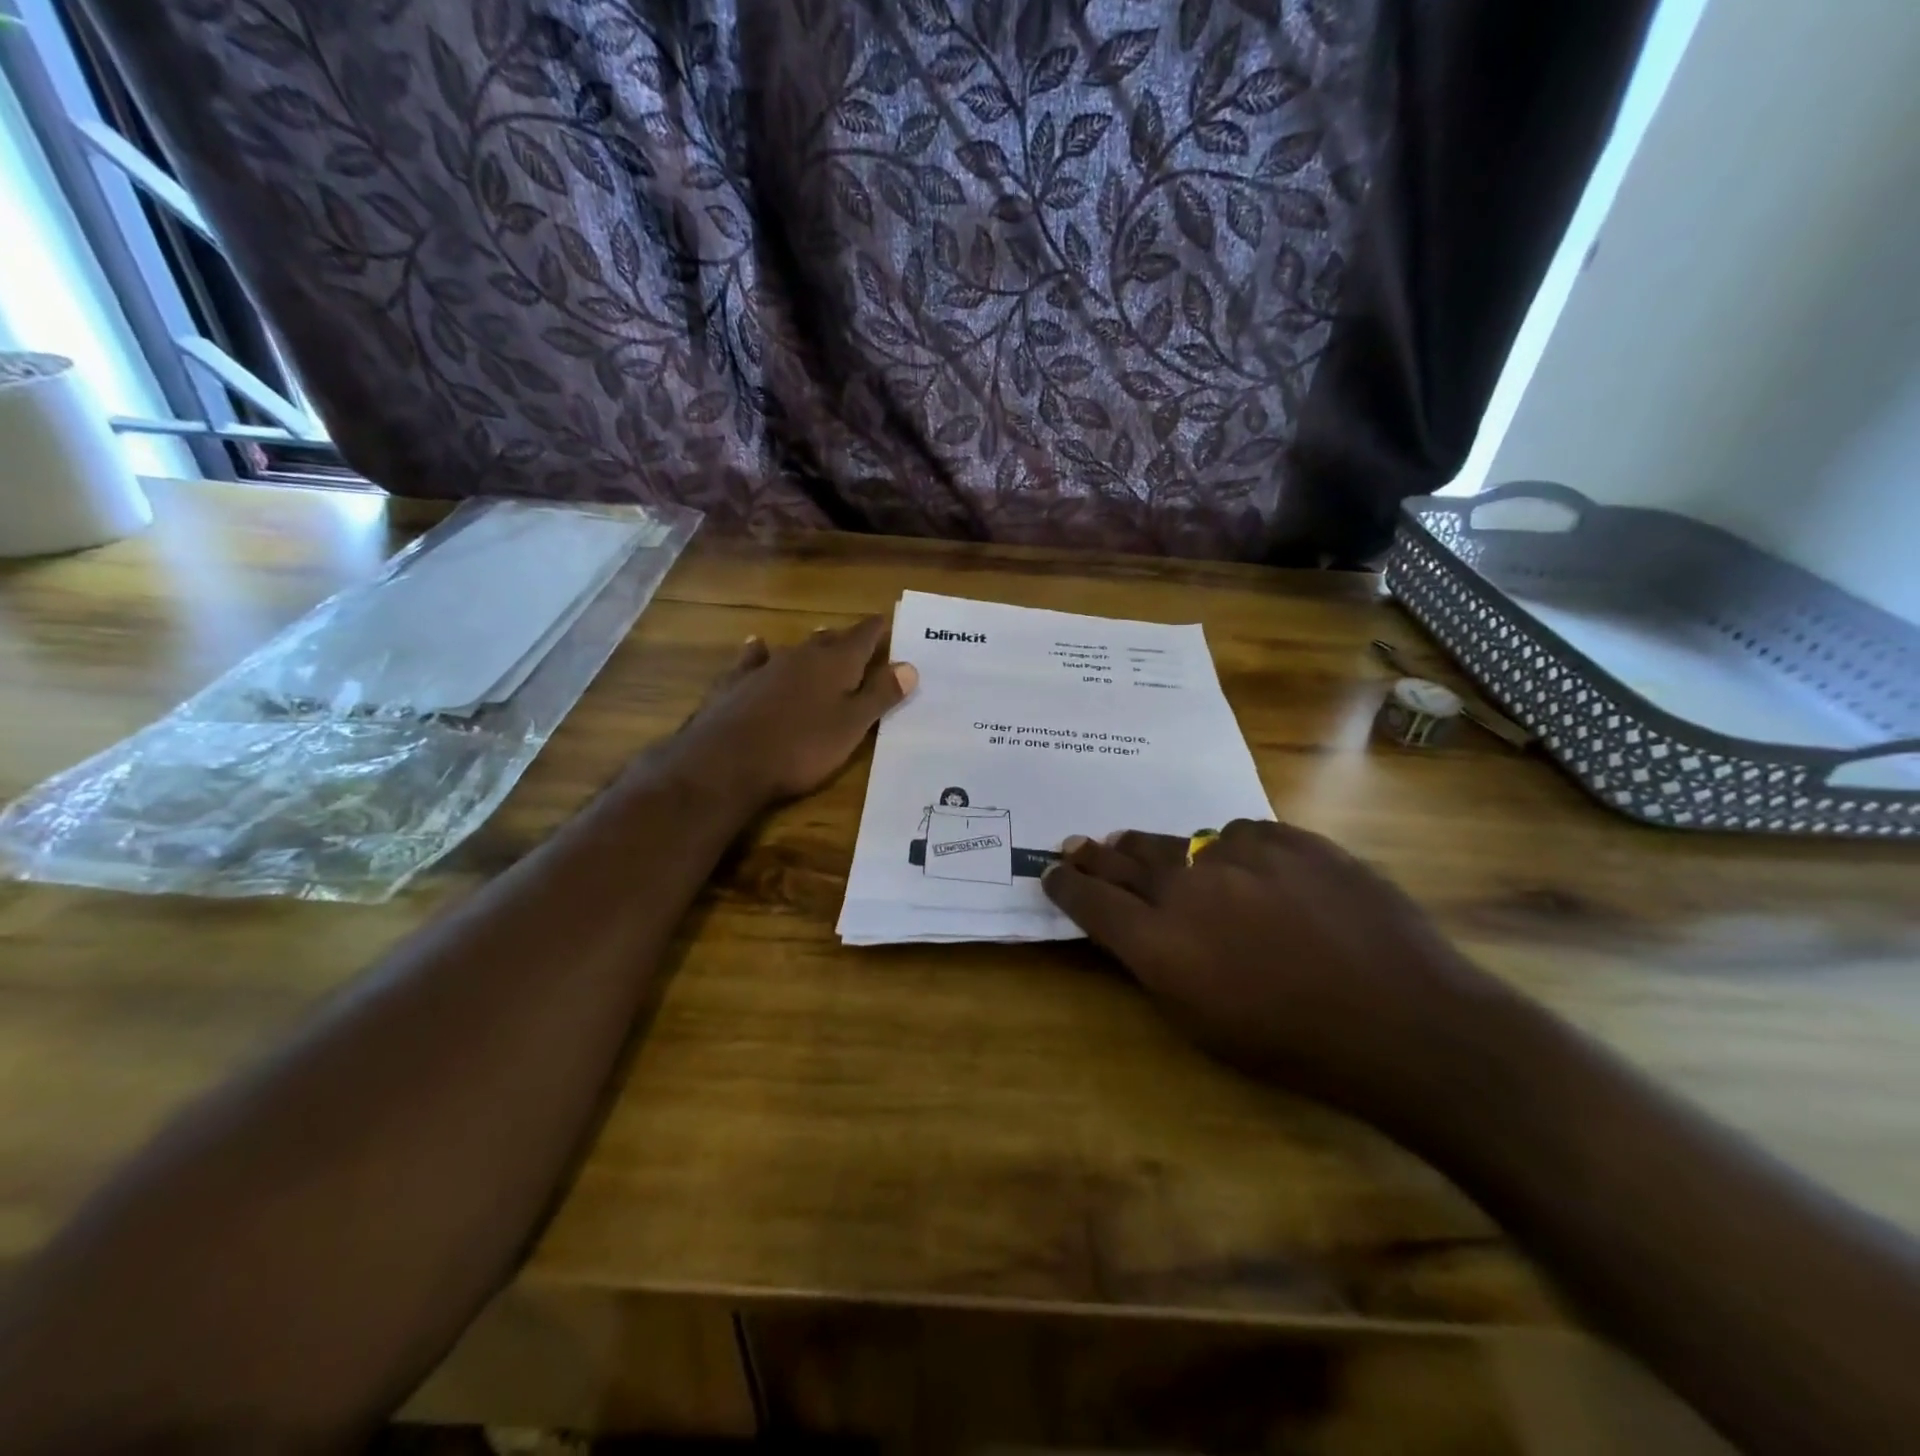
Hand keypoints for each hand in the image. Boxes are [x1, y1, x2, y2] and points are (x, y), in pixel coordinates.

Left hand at [670, 616, 916, 808]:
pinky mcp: (735, 683)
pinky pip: (753, 659)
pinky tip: (757, 647)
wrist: (726, 761)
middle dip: (846, 640)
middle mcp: (801, 656)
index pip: (863, 637)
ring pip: (794, 649)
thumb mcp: (851, 726)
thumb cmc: (801, 747)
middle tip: (859, 640)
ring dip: (810, 646)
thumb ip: (880, 695)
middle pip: (829, 640)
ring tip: (820, 639)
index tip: (887, 621)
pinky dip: (760, 652)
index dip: (877, 630)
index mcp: (835, 664)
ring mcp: (764, 667)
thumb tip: (909, 665)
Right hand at [1041, 820, 1513, 1127]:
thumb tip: (1136, 927)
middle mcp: (1188, 889)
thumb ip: (1157, 966)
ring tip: (1144, 849)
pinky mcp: (1287, 838)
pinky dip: (1230, 849)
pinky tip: (1241, 865)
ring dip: (1157, 850)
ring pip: (1180, 840)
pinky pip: (1239, 833)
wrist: (1406, 1022)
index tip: (1050, 873)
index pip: (1090, 901)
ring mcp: (1239, 855)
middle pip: (1123, 859)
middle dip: (1094, 854)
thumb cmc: (1296, 1046)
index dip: (1065, 885)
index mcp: (1159, 945)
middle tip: (1077, 845)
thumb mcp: (1203, 1024)